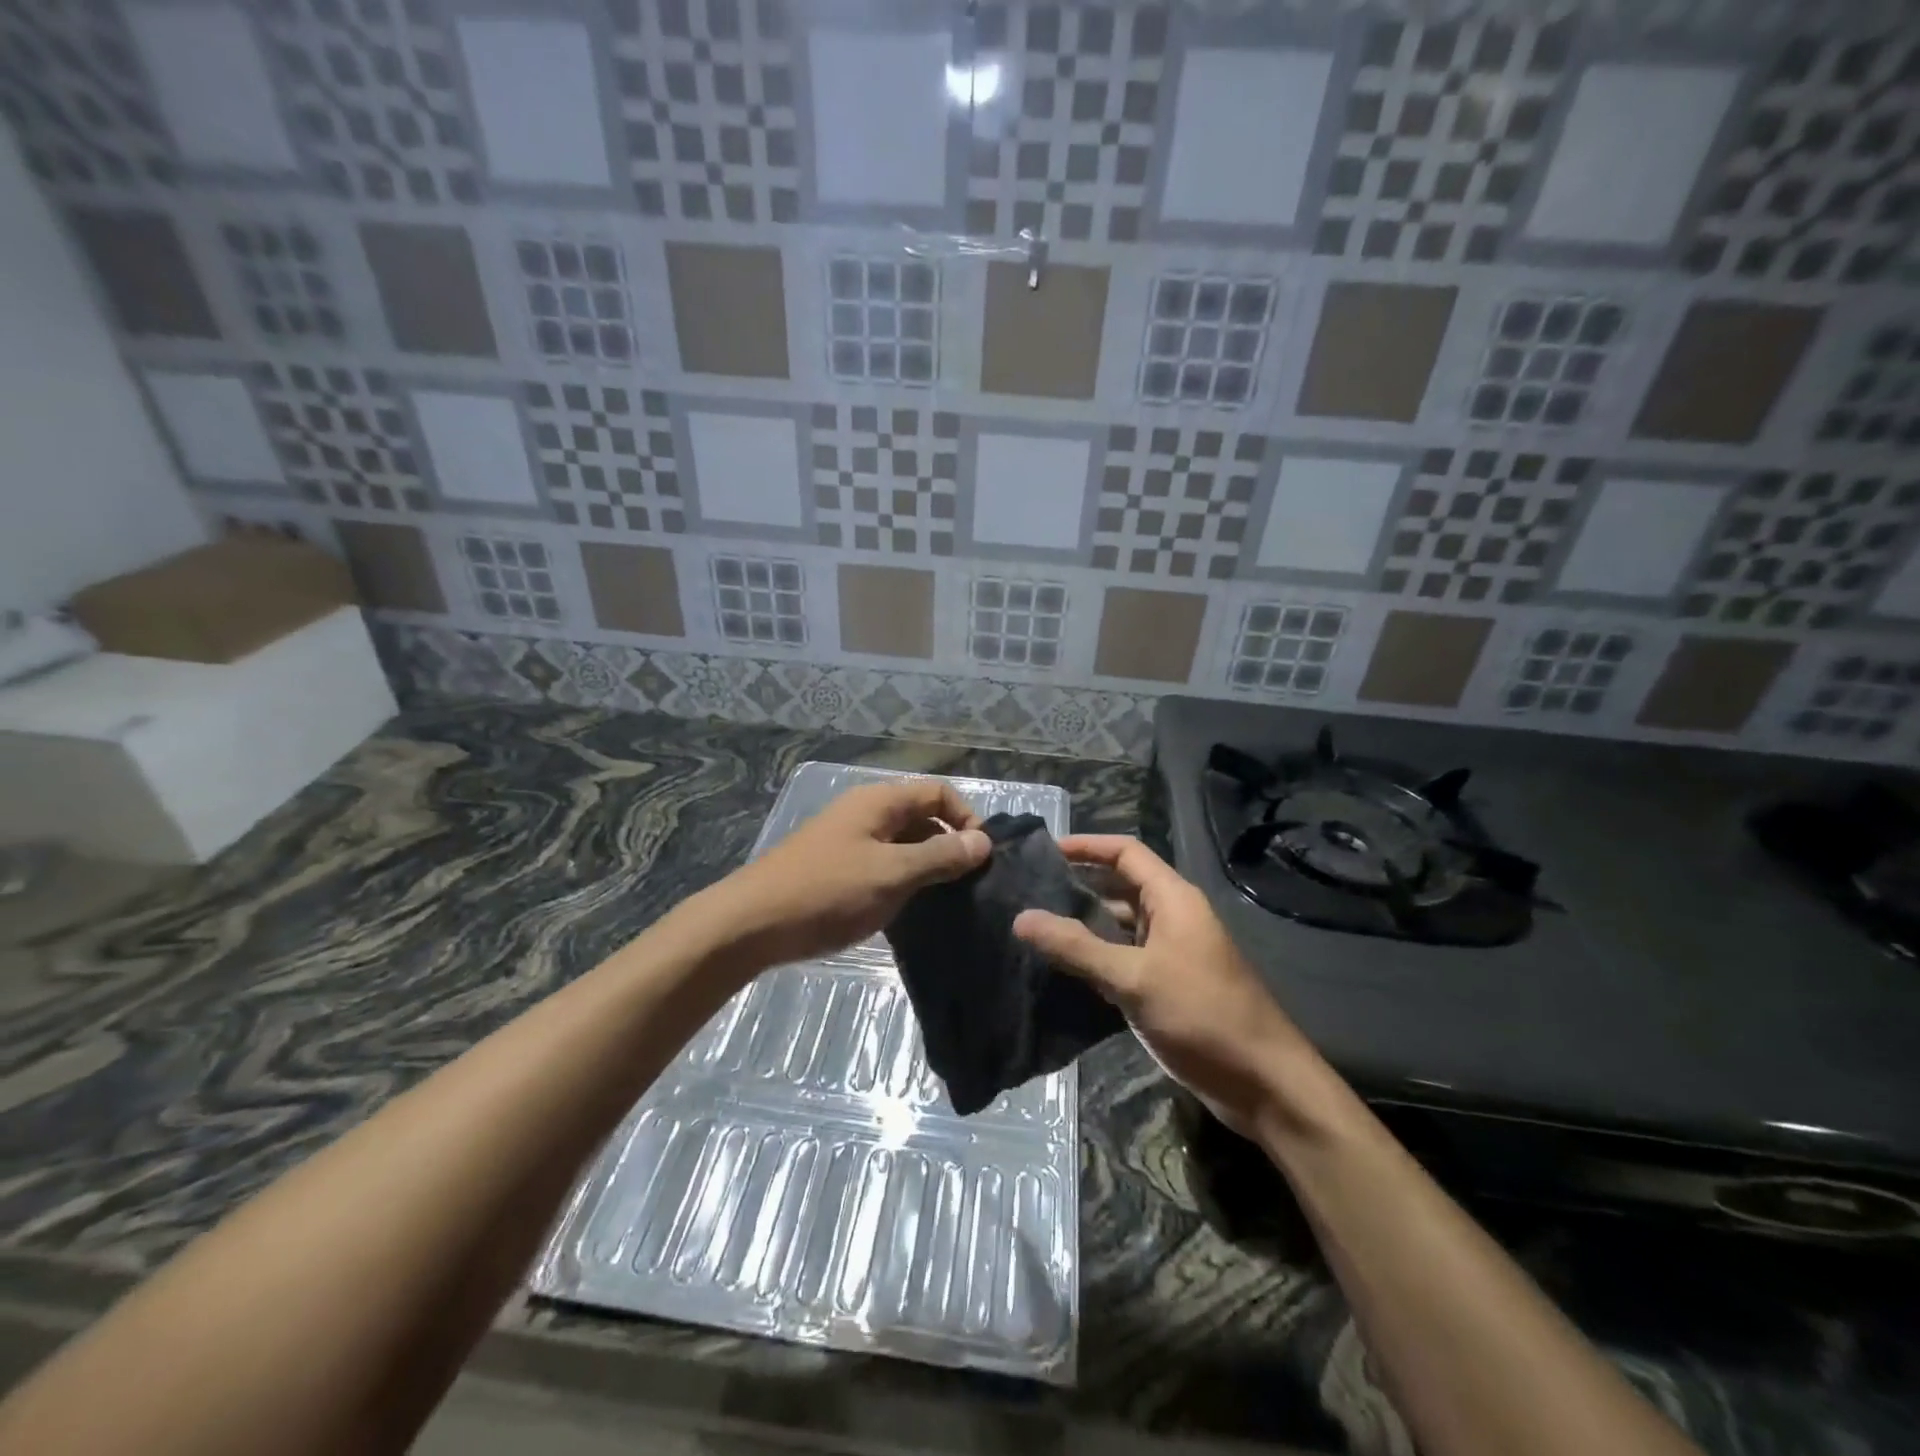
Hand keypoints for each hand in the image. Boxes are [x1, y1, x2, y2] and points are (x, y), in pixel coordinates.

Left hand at [710, 779, 990, 971]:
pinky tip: (909, 908)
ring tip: (945, 899)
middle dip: (948, 843)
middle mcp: (865, 812)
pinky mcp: (836, 867)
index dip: (966, 817)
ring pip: (902, 843)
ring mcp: (848, 840)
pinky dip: (901, 878)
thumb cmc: (828, 891)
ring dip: (925, 864)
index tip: (981, 857)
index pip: (938, 791)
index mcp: (879, 801)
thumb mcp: (892, 873)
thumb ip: (940, 856)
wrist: (752, 924)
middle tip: (968, 883)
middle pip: (921, 815)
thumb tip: (984, 842)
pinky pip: (881, 863)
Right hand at [1013, 835, 1301, 1135]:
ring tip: (1036, 925)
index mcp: (1174, 898)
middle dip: (1079, 884)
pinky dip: (1097, 955)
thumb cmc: (1202, 1015)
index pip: (1126, 852)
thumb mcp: (1133, 978)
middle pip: (1121, 885)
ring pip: (1121, 924)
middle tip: (1028, 890)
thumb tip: (1021, 918)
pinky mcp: (1170, 984)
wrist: (1264, 1083)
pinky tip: (1064, 967)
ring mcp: (1173, 952)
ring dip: (1085, 923)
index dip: (1086, 846)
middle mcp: (1174, 916)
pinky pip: (1126, 956)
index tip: (1042, 850)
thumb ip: (1076, 947)